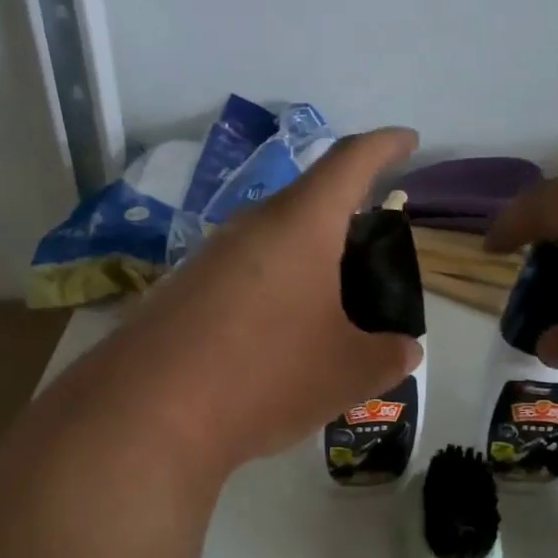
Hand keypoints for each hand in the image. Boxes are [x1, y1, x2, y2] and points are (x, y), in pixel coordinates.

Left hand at [89, 129, 423, 474]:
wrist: (148, 415)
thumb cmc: (266, 375)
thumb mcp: (347, 372)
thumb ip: (388, 356)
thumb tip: (406, 351)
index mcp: (300, 224)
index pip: (351, 161)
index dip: (386, 146)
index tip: (409, 141)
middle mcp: (250, 226)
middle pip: (308, 202)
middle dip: (346, 217)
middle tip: (373, 252)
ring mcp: (208, 257)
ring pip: (272, 241)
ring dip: (306, 260)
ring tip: (331, 302)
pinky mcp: (181, 291)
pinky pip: (242, 274)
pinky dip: (273, 290)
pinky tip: (279, 335)